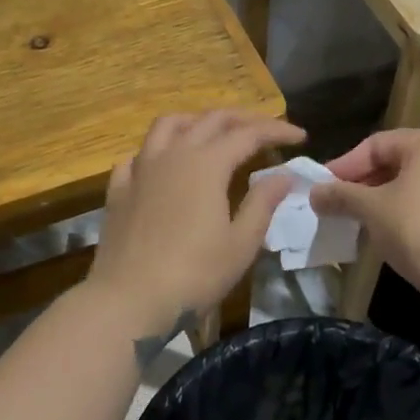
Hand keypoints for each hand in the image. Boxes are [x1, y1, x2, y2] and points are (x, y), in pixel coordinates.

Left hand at [86, 111, 305, 340]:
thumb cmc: (194, 274)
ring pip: (168, 125)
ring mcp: (141, 169)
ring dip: (196, 121)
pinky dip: (156, 151)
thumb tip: (283, 174)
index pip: (248, 133)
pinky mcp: (119, 189)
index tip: (300, 136)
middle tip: (265, 130)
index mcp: (206, 164)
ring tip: (212, 133)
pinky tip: (163, 164)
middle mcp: (173, 154)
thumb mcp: (240, 243)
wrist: (128, 300)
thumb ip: (262, 203)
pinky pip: (137, 155)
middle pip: (210, 120)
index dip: (277, 130)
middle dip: (242, 119)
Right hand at [310, 129, 419, 323]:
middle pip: (397, 161)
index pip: (376, 144)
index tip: (323, 188)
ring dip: (383, 199)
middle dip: (364, 183)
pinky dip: (408, 211)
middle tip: (338, 204)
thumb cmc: (419, 230)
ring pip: (414, 183)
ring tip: (359, 219)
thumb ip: (340, 196)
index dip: (345, 165)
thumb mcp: (371, 210)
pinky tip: (389, 233)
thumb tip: (315, 193)